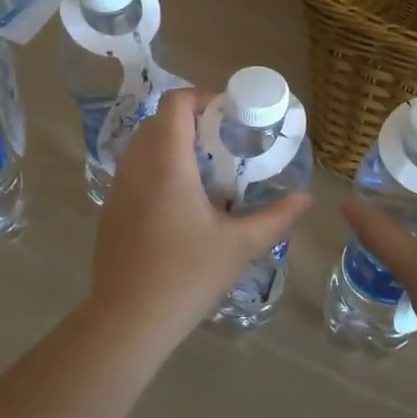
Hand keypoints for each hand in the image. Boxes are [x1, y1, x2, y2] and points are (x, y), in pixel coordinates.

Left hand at [88, 88, 310, 343]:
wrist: (129, 319)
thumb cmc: (187, 275)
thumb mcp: (240, 246)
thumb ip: (276, 217)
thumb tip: (306, 197)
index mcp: (166, 163)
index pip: (175, 103)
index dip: (202, 98)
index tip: (229, 117)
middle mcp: (136, 165)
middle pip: (159, 121)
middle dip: (192, 123)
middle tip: (224, 146)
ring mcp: (118, 188)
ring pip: (143, 146)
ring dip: (172, 147)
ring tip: (205, 174)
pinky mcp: (110, 210)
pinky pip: (134, 171)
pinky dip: (157, 170)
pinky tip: (180, 205)